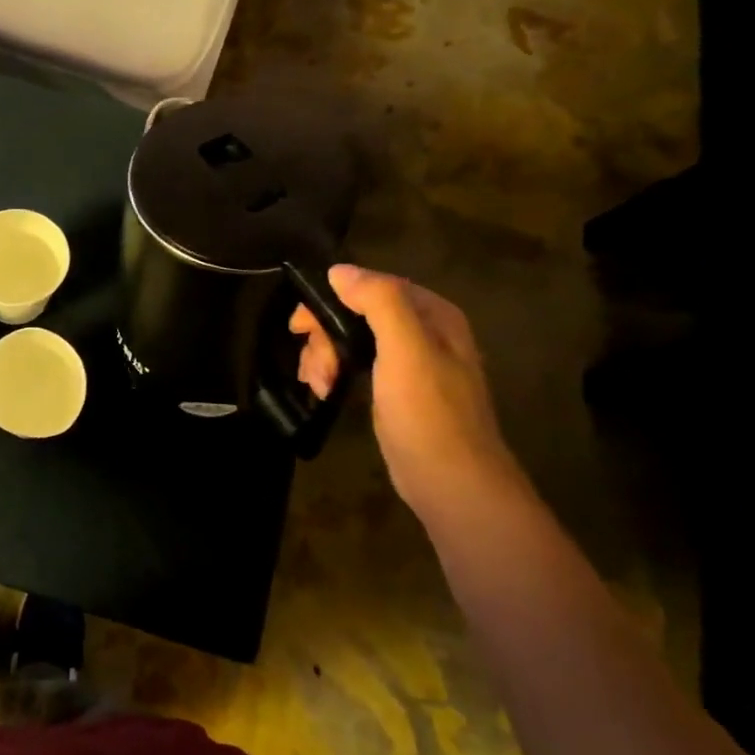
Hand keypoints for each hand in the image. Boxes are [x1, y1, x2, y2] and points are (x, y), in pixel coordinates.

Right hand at [290, 265, 522, 519]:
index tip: (301, 324)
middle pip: (358, 313)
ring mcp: (409, 363)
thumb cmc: (429, 414)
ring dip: (326, 356)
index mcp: (433, 315)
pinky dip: (336, 372)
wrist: (452, 483)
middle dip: (326, 335)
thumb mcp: (405, 350)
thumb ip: (379, 302)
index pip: (373, 286)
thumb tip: (339, 270)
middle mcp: (423, 332)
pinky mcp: (396, 391)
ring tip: (319, 384)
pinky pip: (357, 365)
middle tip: (311, 365)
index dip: (334, 299)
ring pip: (352, 340)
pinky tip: (325, 390)